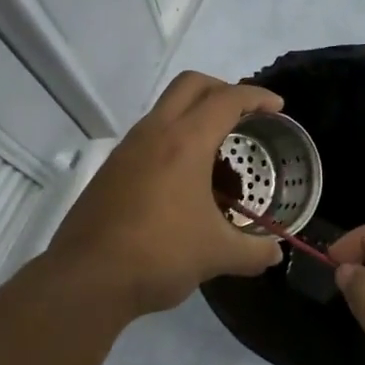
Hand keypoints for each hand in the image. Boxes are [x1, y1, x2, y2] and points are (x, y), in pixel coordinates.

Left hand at [48, 72, 285, 315]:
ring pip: (166, 109)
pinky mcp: (111, 169)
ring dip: (195, 117)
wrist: (86, 279)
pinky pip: (150, 136)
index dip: (257, 97)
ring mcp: (128, 149)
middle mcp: (154, 133)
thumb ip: (253, 251)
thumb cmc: (160, 255)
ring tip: (218, 156)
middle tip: (245, 116)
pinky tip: (186, 182)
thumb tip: (275, 254)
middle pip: (191, 85)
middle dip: (223, 90)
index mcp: (185, 142)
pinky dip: (174, 141)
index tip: (277, 107)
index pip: (227, 100)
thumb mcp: (216, 254)